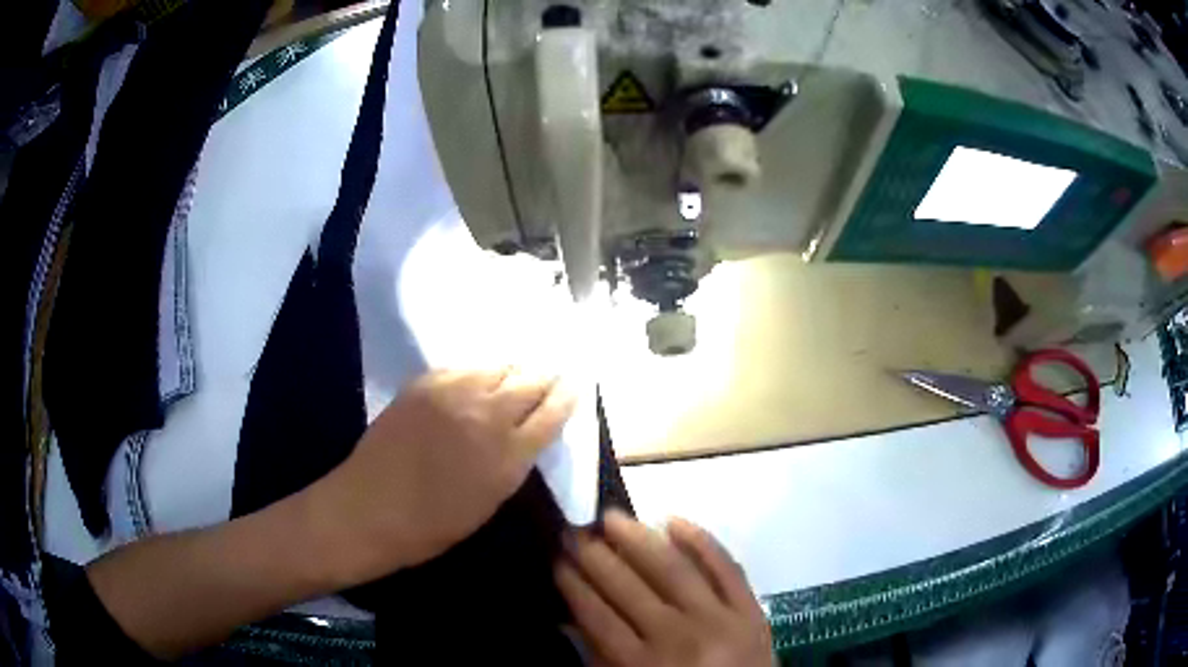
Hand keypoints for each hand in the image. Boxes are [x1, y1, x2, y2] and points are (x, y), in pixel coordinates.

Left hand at [304, 368, 575, 586]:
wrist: (369, 509)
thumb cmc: (432, 526)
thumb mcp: (489, 502)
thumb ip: (513, 462)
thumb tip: (527, 433)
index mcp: (508, 455)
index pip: (553, 412)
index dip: (568, 395)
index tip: (576, 383)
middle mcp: (487, 415)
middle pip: (530, 381)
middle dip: (545, 377)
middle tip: (550, 376)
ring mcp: (453, 393)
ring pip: (498, 366)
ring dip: (513, 371)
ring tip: (516, 374)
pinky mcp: (425, 383)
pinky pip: (464, 366)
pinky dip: (479, 371)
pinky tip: (478, 377)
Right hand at [555, 511, 773, 666]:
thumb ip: (600, 658)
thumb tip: (570, 616)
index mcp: (642, 665)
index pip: (597, 615)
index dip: (574, 584)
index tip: (557, 558)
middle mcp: (678, 637)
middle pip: (628, 588)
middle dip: (595, 556)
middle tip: (575, 529)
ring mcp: (719, 619)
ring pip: (672, 569)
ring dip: (638, 538)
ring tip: (612, 517)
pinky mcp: (751, 609)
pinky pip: (727, 567)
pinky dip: (701, 540)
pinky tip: (673, 520)